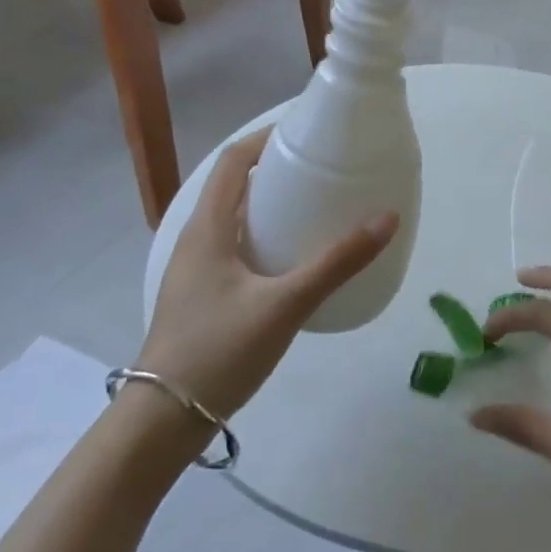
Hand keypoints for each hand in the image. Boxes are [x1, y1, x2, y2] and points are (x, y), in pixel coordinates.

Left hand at [139, 127, 398, 421]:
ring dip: (272, 204)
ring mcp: (197, 269)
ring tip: (318, 206)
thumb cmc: (218, 350)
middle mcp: (197, 239)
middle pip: (236, 186)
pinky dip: (267, 236)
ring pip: (236, 219)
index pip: (235, 161)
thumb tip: (387, 218)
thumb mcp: (285, 304)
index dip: (268, 138)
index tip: (309, 131)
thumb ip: (337, 263)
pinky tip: (296, 258)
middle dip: (278, 170)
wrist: (164, 420)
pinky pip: (238, 247)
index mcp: (208, 228)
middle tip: (324, 168)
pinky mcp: (205, 295)